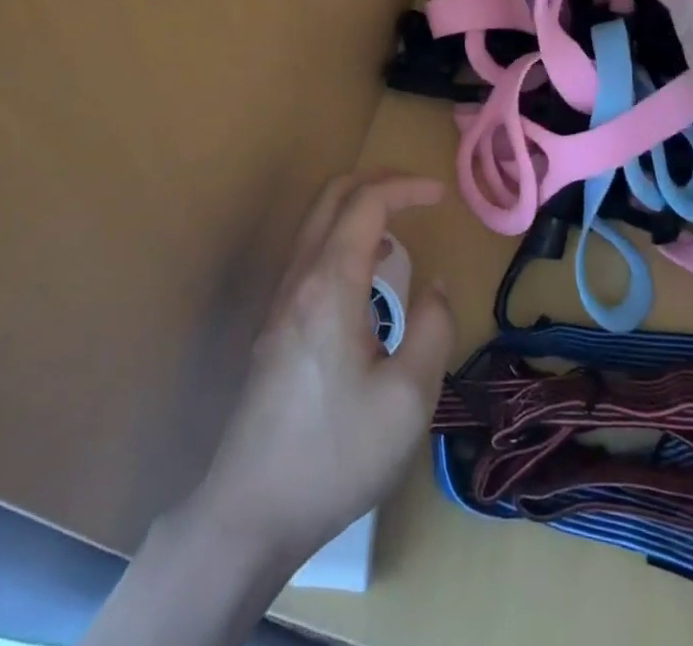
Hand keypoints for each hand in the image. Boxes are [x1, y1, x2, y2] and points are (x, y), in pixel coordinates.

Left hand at [186, 172, 454, 570]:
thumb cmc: (335, 454)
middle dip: (379, 181)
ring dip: (358, 206)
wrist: (250, 511)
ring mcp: (281, 299)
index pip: (367, 202)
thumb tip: (435, 288)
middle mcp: (300, 277)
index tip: (442, 195)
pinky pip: (310, 251)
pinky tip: (367, 273)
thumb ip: (433, 329)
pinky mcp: (275, 324)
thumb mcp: (409, 400)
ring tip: (399, 227)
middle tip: (419, 193)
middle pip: (333, 194)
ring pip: (316, 221)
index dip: (407, 187)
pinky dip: (343, 235)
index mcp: (331, 283)